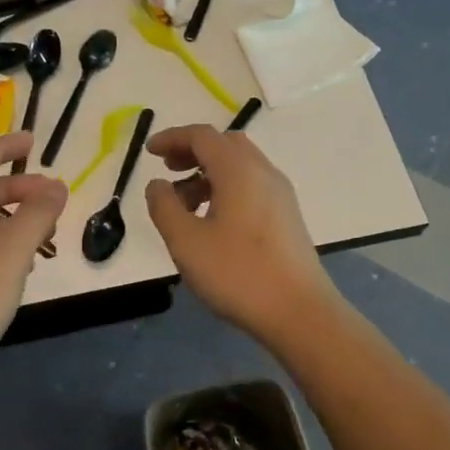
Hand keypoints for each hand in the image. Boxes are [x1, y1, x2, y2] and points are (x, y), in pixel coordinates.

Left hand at [0, 133, 66, 380]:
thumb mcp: (9, 254)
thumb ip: (36, 217)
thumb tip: (57, 185)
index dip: (4, 147)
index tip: (34, 141)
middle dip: (17, 189)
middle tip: (53, 197)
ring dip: (12, 221)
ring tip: (45, 236)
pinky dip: (0, 247)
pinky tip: (19, 269)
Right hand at [144, 124, 339, 342]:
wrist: (300, 312)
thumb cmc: (238, 273)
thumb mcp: (186, 241)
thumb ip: (164, 206)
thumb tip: (158, 184)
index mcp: (238, 170)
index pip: (202, 136)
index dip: (172, 138)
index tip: (149, 152)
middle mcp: (263, 172)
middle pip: (224, 144)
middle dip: (192, 151)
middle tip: (168, 171)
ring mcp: (280, 194)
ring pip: (240, 165)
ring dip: (208, 172)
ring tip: (185, 204)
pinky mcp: (287, 216)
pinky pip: (252, 185)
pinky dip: (226, 187)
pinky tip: (213, 220)